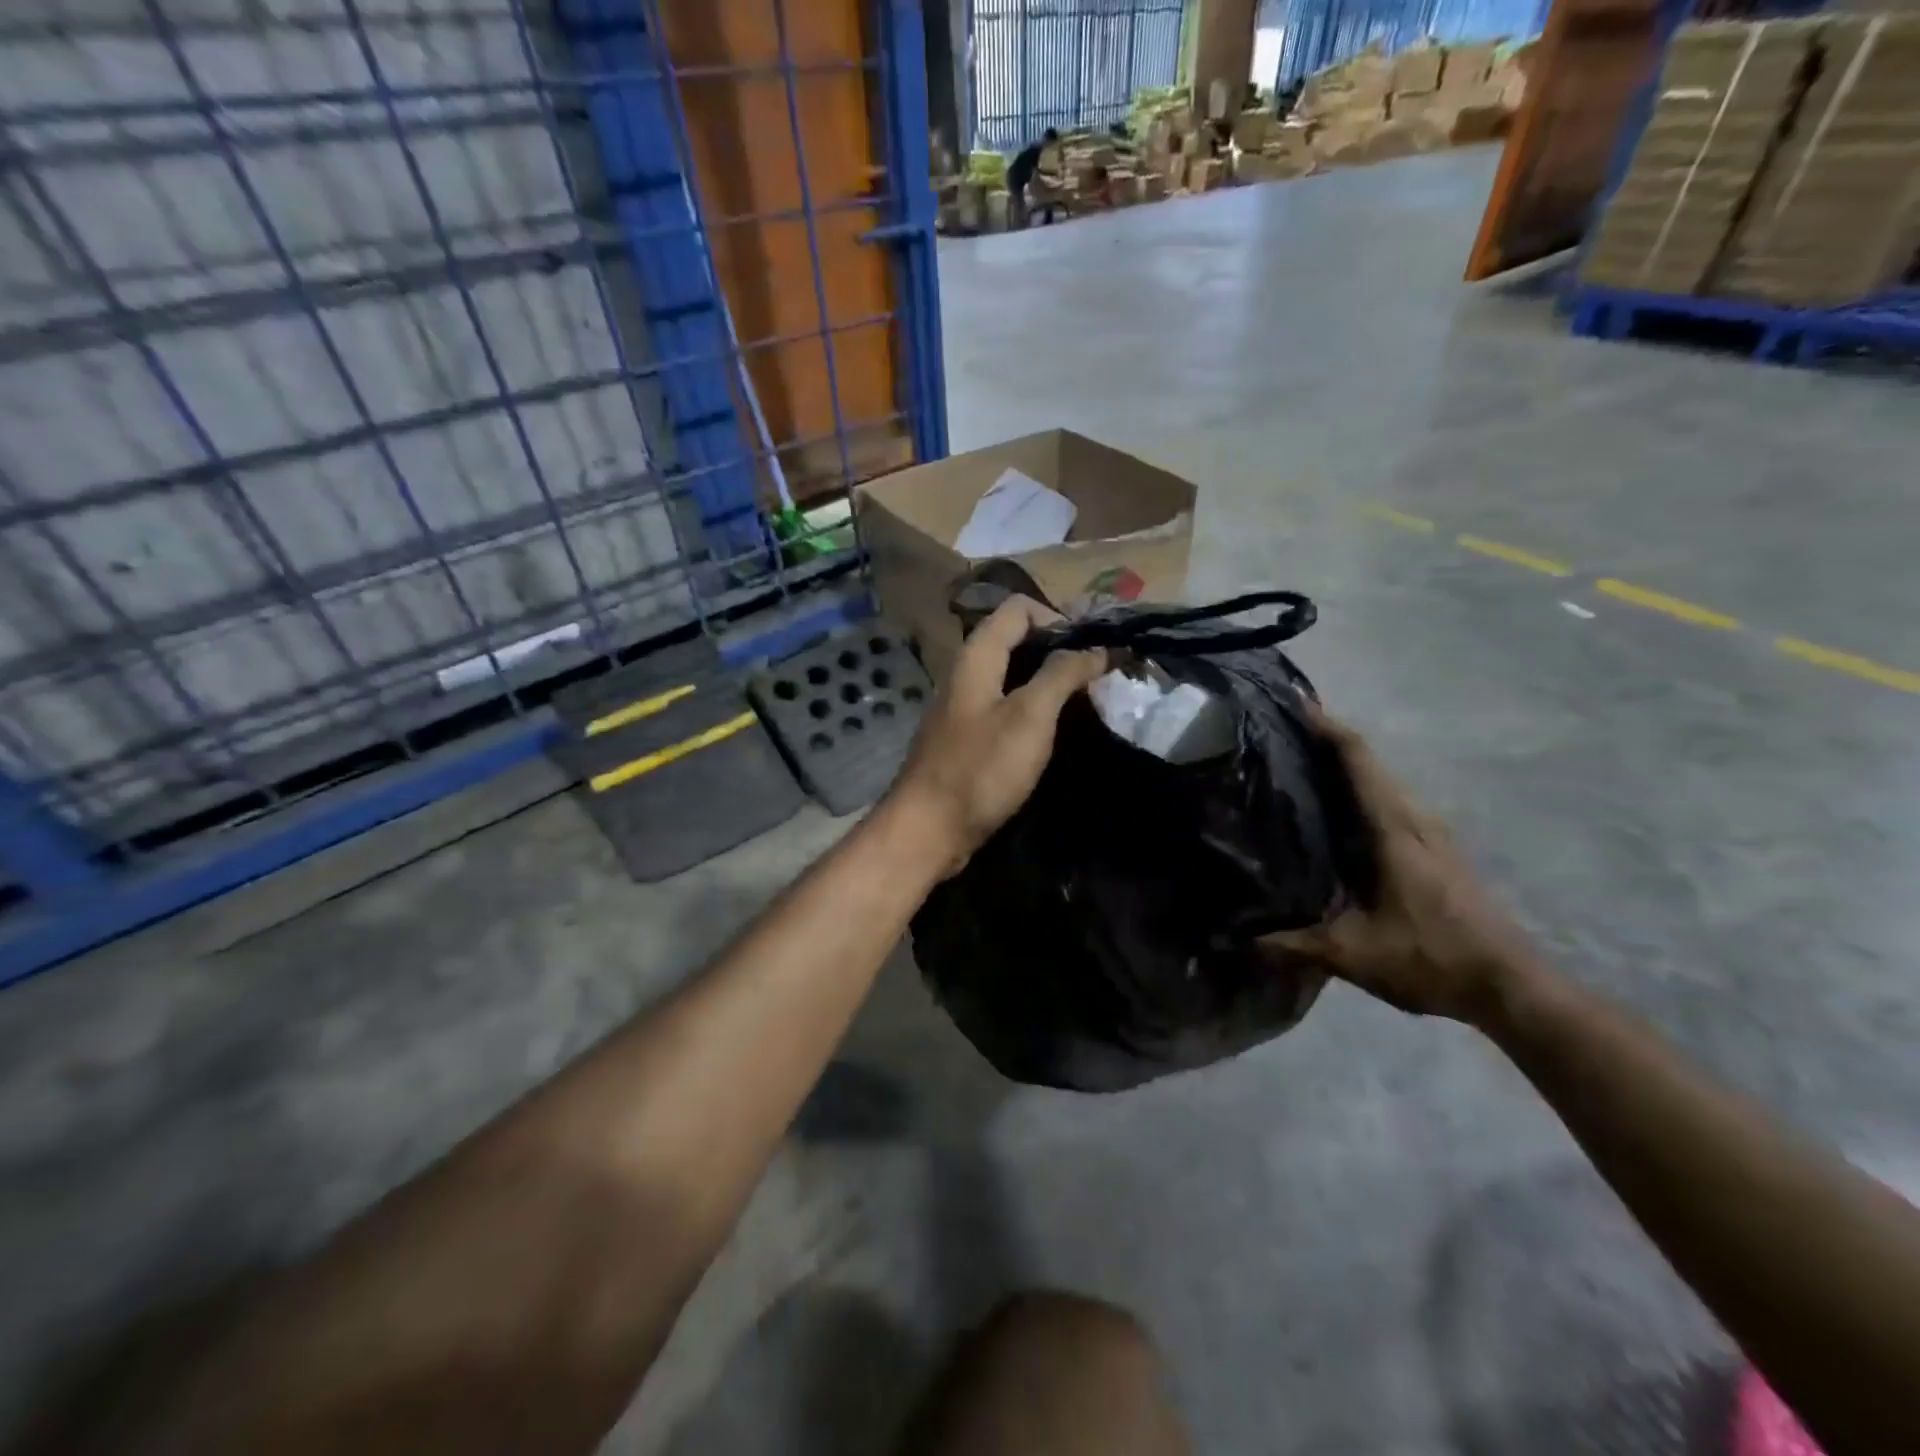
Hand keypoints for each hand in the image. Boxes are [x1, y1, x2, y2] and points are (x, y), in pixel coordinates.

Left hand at [888, 596, 1106, 874]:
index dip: (1058, 617)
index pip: (1018, 608)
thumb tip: (1096, 648)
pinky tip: (1053, 731)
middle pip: (1015, 640)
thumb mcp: (1030, 716)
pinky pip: (1004, 708)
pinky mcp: (966, 738)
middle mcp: (966, 673)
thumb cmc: (981, 768)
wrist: (929, 829)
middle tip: (1097, 674)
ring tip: (1085, 701)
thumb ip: (1062, 674)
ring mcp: (964, 707)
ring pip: (1011, 676)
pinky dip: (1032, 709)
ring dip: (1048, 681)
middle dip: (1058, 649)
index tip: (1091, 648)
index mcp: (976, 656)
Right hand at [1261, 707, 1536, 1023]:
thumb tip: (1238, 939)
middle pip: (1371, 762)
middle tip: (1280, 733)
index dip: (1328, 728)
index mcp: (1395, 830)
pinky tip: (1336, 811)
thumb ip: (1294, 944)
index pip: (1360, 760)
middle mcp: (1416, 819)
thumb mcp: (1353, 954)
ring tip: (1300, 764)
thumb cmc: (1432, 959)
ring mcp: (1432, 834)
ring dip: (1347, 764)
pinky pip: (1392, 801)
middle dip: (1329, 740)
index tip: (1294, 703)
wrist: (1512, 987)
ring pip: (1383, 781)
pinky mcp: (1438, 850)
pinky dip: (1361, 789)